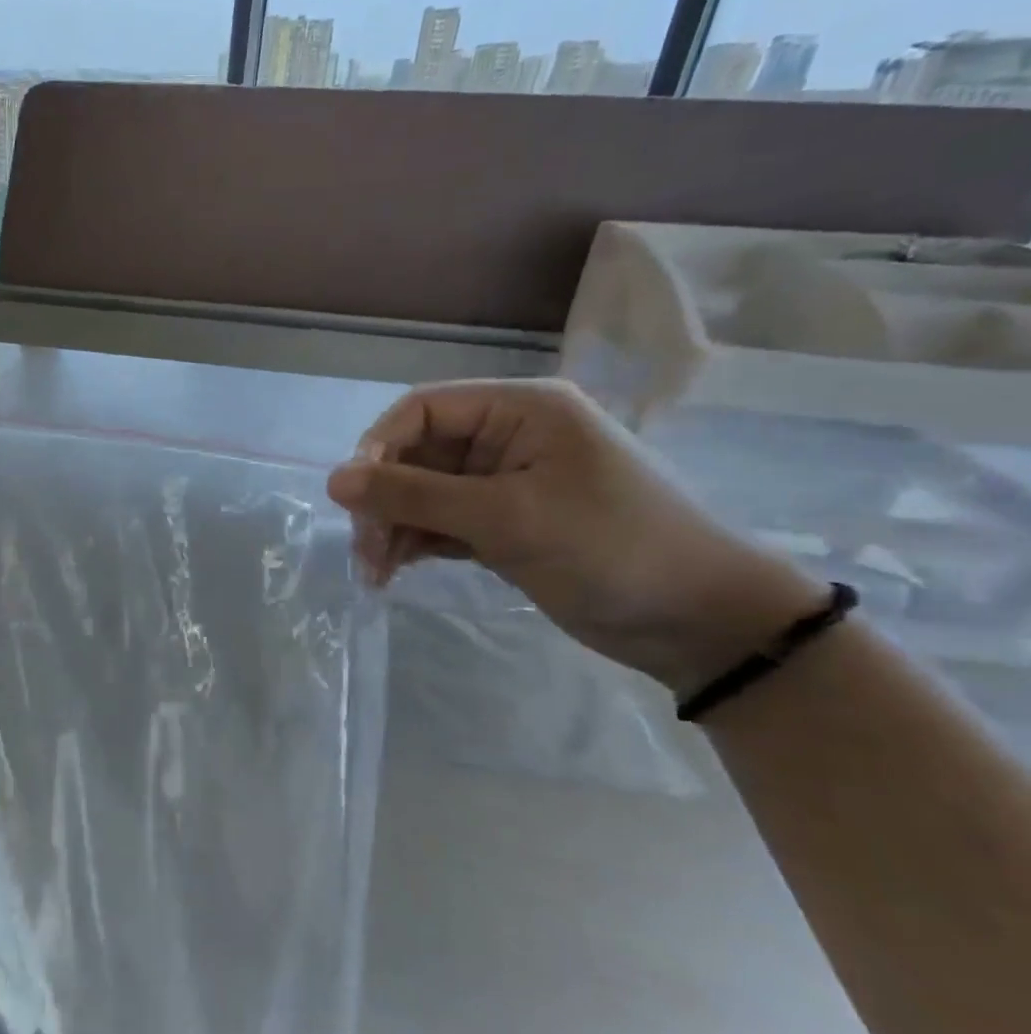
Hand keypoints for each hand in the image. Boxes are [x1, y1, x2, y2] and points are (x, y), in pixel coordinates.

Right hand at [326, 379, 827, 694]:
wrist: (700, 622)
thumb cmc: (610, 548)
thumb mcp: (506, 516)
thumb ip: (415, 495)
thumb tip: (333, 480)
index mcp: (520, 410)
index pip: (422, 410)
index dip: (378, 448)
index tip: (353, 499)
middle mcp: (508, 438)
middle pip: (417, 455)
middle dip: (384, 500)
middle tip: (365, 551)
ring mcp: (505, 484)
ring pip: (423, 493)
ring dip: (392, 527)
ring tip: (376, 573)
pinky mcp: (504, 524)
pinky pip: (441, 522)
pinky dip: (415, 543)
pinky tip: (395, 571)